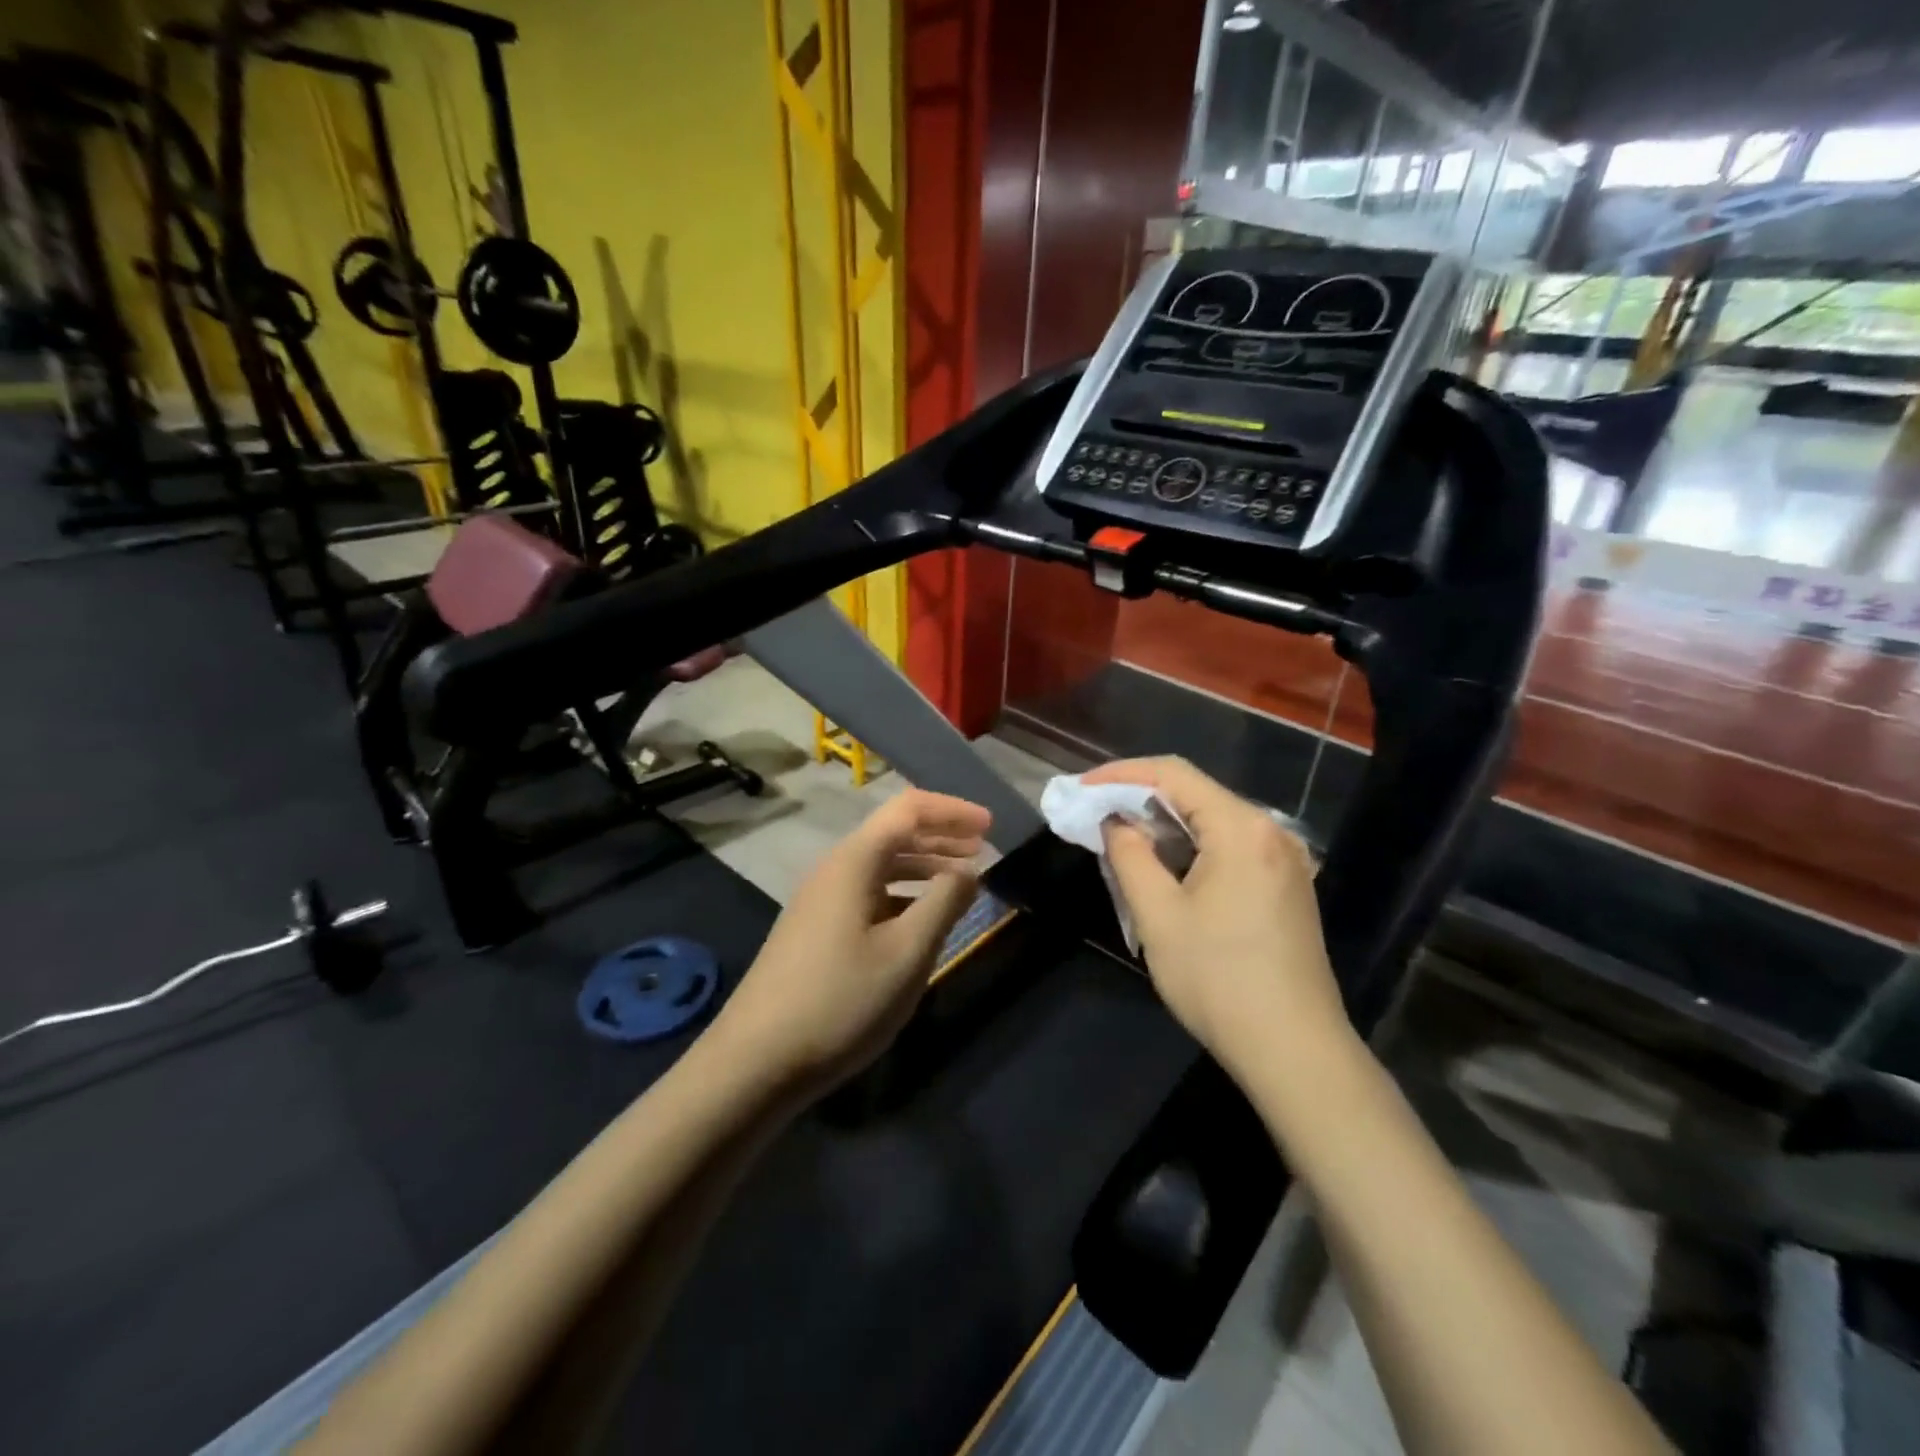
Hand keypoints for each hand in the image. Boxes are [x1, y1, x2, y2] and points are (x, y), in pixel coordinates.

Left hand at [712, 789, 989, 1095]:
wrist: (755, 1061)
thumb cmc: (840, 1001)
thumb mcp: (906, 953)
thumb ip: (944, 904)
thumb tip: (968, 871)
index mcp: (854, 862)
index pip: (908, 809)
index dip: (952, 811)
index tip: (990, 826)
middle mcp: (834, 870)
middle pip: (893, 833)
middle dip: (941, 835)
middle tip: (983, 848)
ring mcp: (820, 901)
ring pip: (880, 866)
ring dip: (923, 865)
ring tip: (960, 880)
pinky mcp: (815, 930)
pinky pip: (868, 893)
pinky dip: (902, 893)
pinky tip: (919, 918)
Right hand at [1089, 757, 1353, 1085]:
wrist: (1295, 1051)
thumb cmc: (1219, 980)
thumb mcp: (1159, 916)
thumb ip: (1130, 855)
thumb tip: (1115, 822)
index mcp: (1241, 829)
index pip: (1173, 774)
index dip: (1121, 774)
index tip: (1082, 788)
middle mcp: (1270, 832)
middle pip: (1196, 793)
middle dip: (1140, 798)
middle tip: (1094, 814)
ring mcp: (1285, 859)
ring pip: (1212, 821)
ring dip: (1165, 825)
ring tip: (1120, 840)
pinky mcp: (1287, 885)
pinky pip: (1230, 846)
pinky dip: (1192, 847)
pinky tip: (1165, 866)